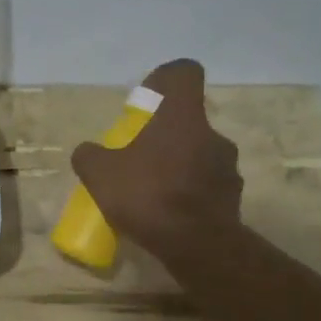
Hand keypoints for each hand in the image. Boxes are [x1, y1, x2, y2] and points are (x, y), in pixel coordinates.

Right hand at [70, 59, 244, 261]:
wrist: (197, 247)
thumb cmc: (148, 196)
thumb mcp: (99, 174)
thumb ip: (89, 156)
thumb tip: (87, 151)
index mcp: (182, 117)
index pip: (185, 73)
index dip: (165, 79)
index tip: (146, 99)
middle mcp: (212, 135)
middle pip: (188, 120)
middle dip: (164, 134)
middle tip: (138, 157)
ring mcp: (228, 168)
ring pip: (199, 155)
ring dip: (178, 165)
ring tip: (151, 192)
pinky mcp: (233, 199)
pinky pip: (206, 187)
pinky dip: (188, 194)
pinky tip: (166, 214)